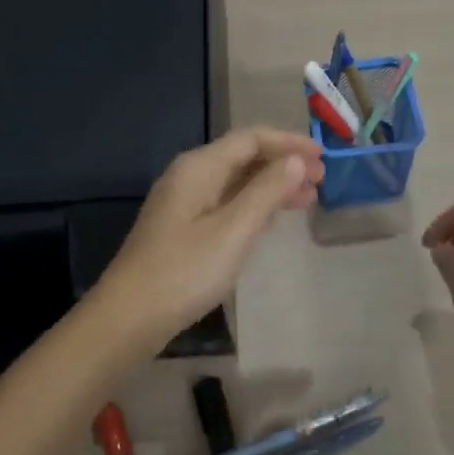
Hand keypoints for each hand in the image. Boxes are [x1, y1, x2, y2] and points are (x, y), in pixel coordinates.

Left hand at [100, 128, 324, 344]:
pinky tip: (273, 218)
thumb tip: (296, 161)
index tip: (323, 156)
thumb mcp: (233, 230)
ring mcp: (184, 202)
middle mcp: (190, 175)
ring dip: (272, 186)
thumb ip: (266, 192)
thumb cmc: (185, 271)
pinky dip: (254, 205)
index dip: (288, 143)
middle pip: (243, 157)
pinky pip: (226, 202)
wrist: (130, 316)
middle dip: (283, 164)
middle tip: (321, 180)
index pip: (250, 139)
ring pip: (236, 182)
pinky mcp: (183, 227)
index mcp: (199, 167)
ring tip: (308, 200)